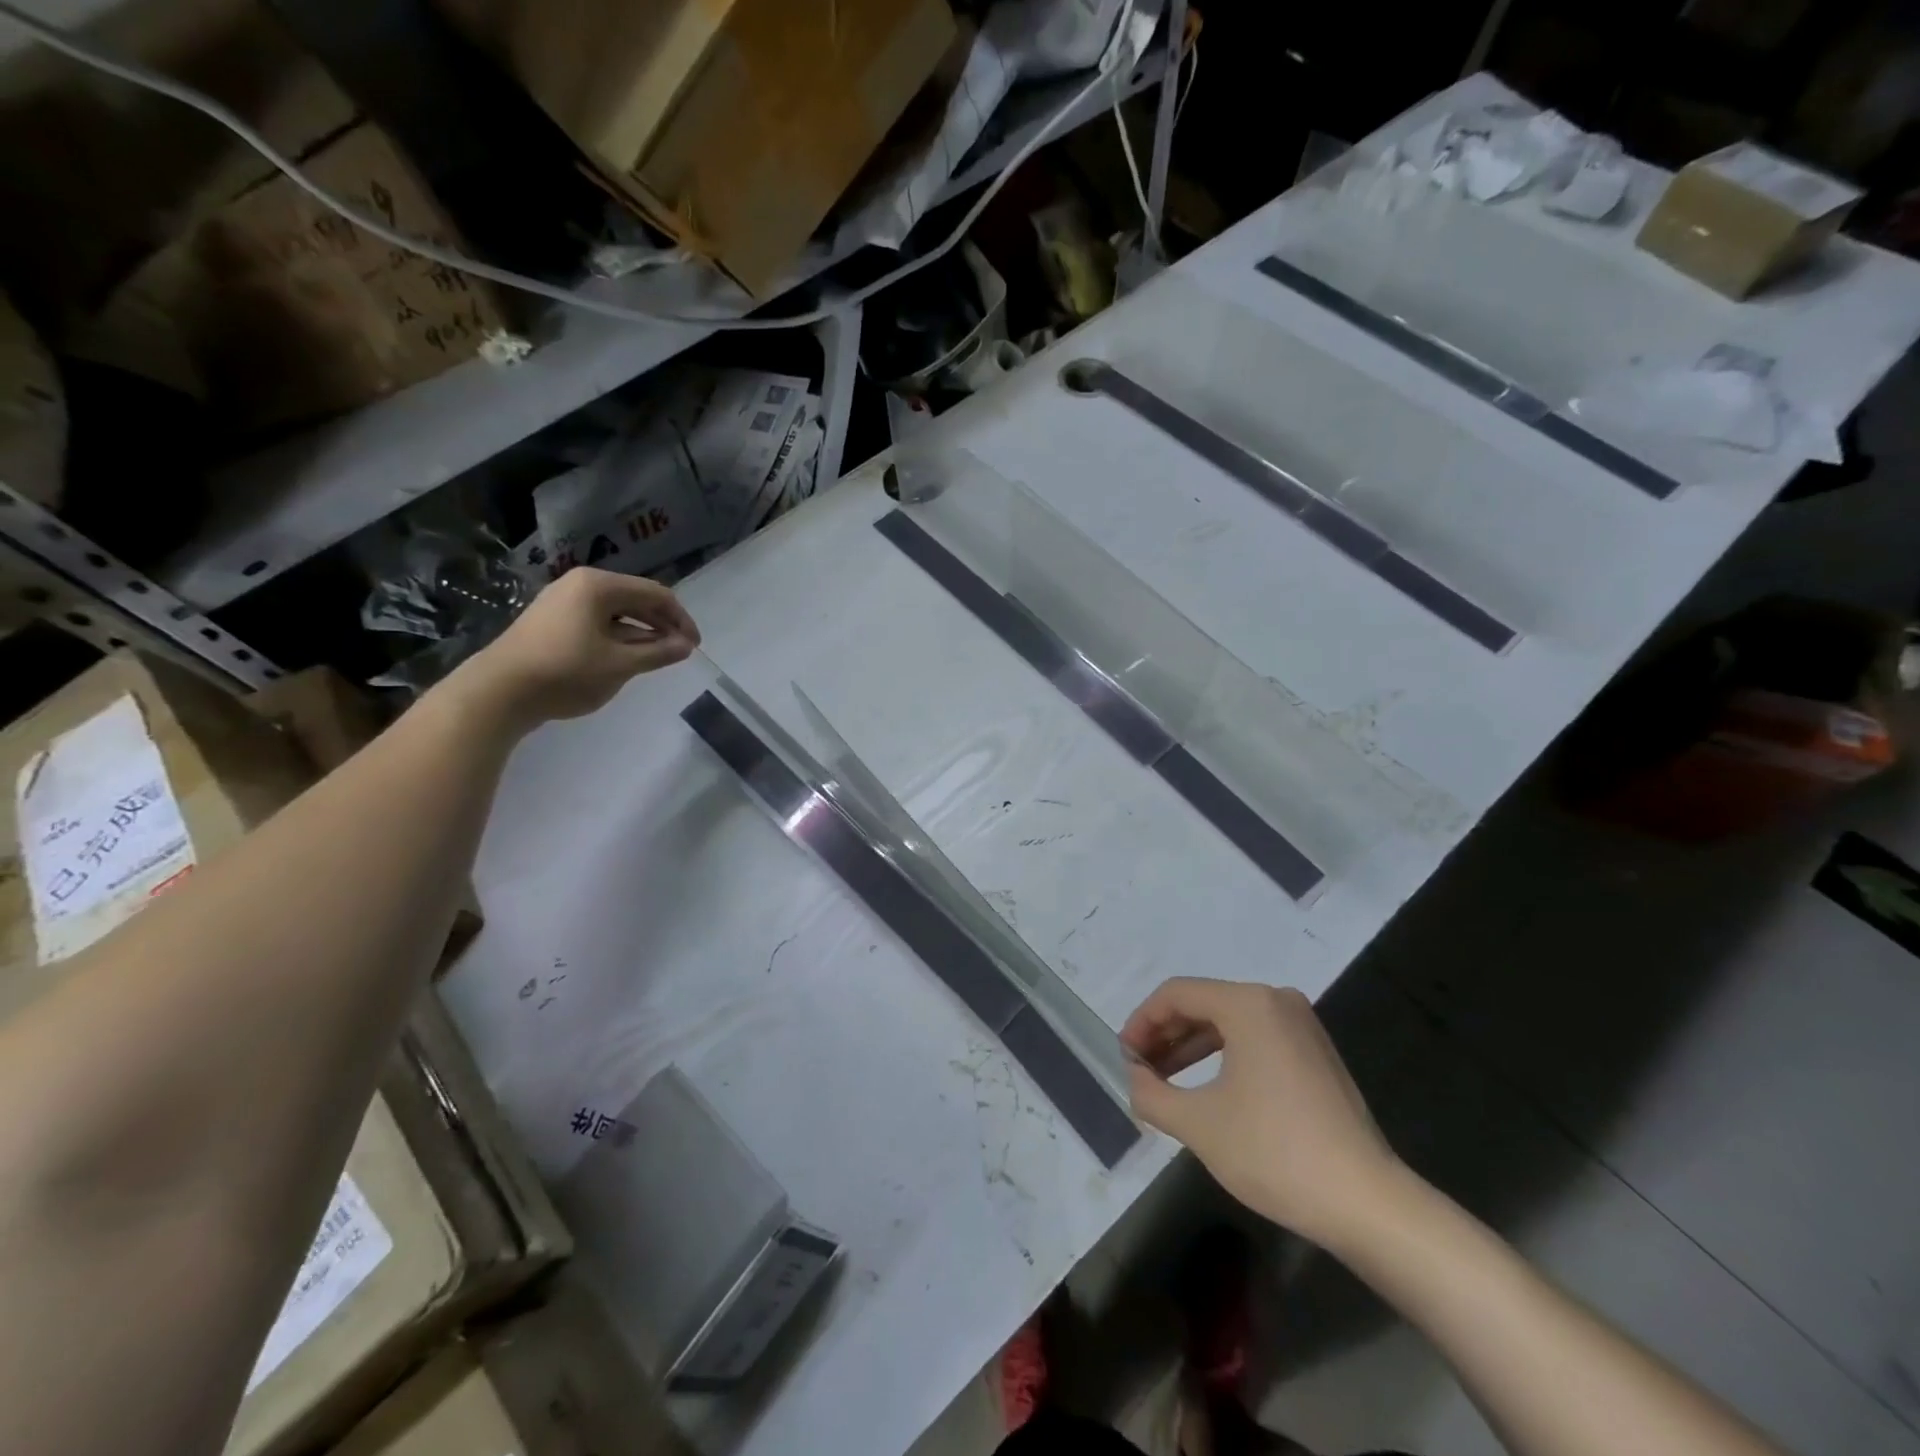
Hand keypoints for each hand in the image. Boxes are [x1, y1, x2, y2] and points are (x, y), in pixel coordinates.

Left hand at [452, 567, 700, 729]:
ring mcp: (563, 601)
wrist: (499, 691)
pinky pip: (597, 621)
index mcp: (599, 586)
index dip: (681, 619)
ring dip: (641, 632)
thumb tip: (687, 646)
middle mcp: (581, 584)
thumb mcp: (621, 665)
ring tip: (657, 657)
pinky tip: (626, 658)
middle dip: (662, 624)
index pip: (656, 594)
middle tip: (680, 652)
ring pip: (617, 612)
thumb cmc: (566, 672)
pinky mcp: (552, 620)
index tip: (695, 646)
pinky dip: (618, 636)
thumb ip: (658, 652)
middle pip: (636, 599)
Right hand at [1123, 978, 1403, 1249]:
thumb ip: (1151, 1093)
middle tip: (1139, 1070)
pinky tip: (1206, 1089)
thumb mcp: (1198, 1124)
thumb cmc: (1275, 1152)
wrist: (1367, 1204)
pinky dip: (1223, 1057)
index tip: (1123, 1057)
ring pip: (1228, 1023)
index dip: (1141, 1022)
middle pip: (1203, 1004)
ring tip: (1164, 1082)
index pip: (1176, 995)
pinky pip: (1254, 1040)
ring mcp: (1302, 1026)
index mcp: (1248, 1003)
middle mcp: (1276, 1001)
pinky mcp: (1315, 1054)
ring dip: (1191, 1048)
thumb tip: (1134, 1077)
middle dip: (1165, 1036)